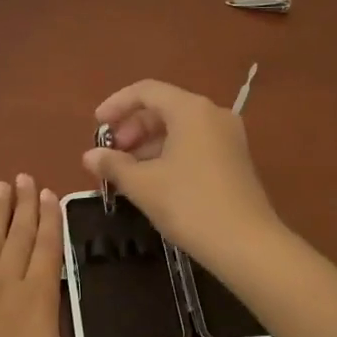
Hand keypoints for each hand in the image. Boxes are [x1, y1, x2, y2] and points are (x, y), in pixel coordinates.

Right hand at [82, 79, 282, 267]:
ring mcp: (228, 137)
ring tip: (127, 173)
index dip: (116, 104)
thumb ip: (113, 165)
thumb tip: (90, 156)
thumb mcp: (143, 185)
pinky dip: (169, 154)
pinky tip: (153, 181)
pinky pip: (194, 144)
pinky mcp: (235, 160)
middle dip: (132, 128)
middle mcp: (213, 114)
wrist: (246, 244)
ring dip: (149, 144)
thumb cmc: (189, 205)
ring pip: (179, 128)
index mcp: (191, 110)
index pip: (146, 91)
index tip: (97, 126)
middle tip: (112, 155)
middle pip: (164, 108)